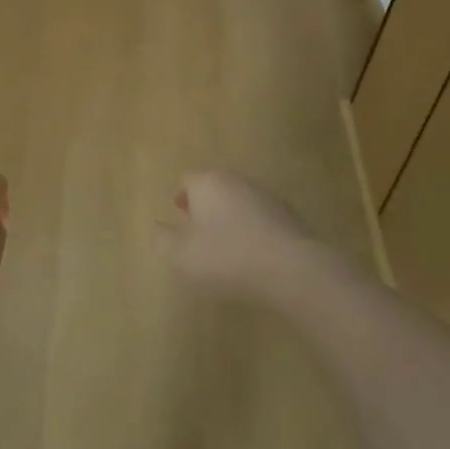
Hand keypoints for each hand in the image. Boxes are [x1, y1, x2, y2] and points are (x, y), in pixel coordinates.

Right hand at [168, 169, 324, 304]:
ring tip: (229, 247)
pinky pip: (262, 218)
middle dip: (206, 206)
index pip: (188, 180)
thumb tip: (158, 227)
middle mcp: (236, 180)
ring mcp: (265, 195)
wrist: (290, 268)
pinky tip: (255, 256)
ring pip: (239, 201)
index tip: (182, 220)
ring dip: (231, 217)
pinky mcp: (288, 214)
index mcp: (207, 183)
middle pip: (215, 186)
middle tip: (201, 233)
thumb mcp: (181, 256)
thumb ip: (163, 239)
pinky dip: (254, 230)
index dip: (182, 199)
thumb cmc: (227, 257)